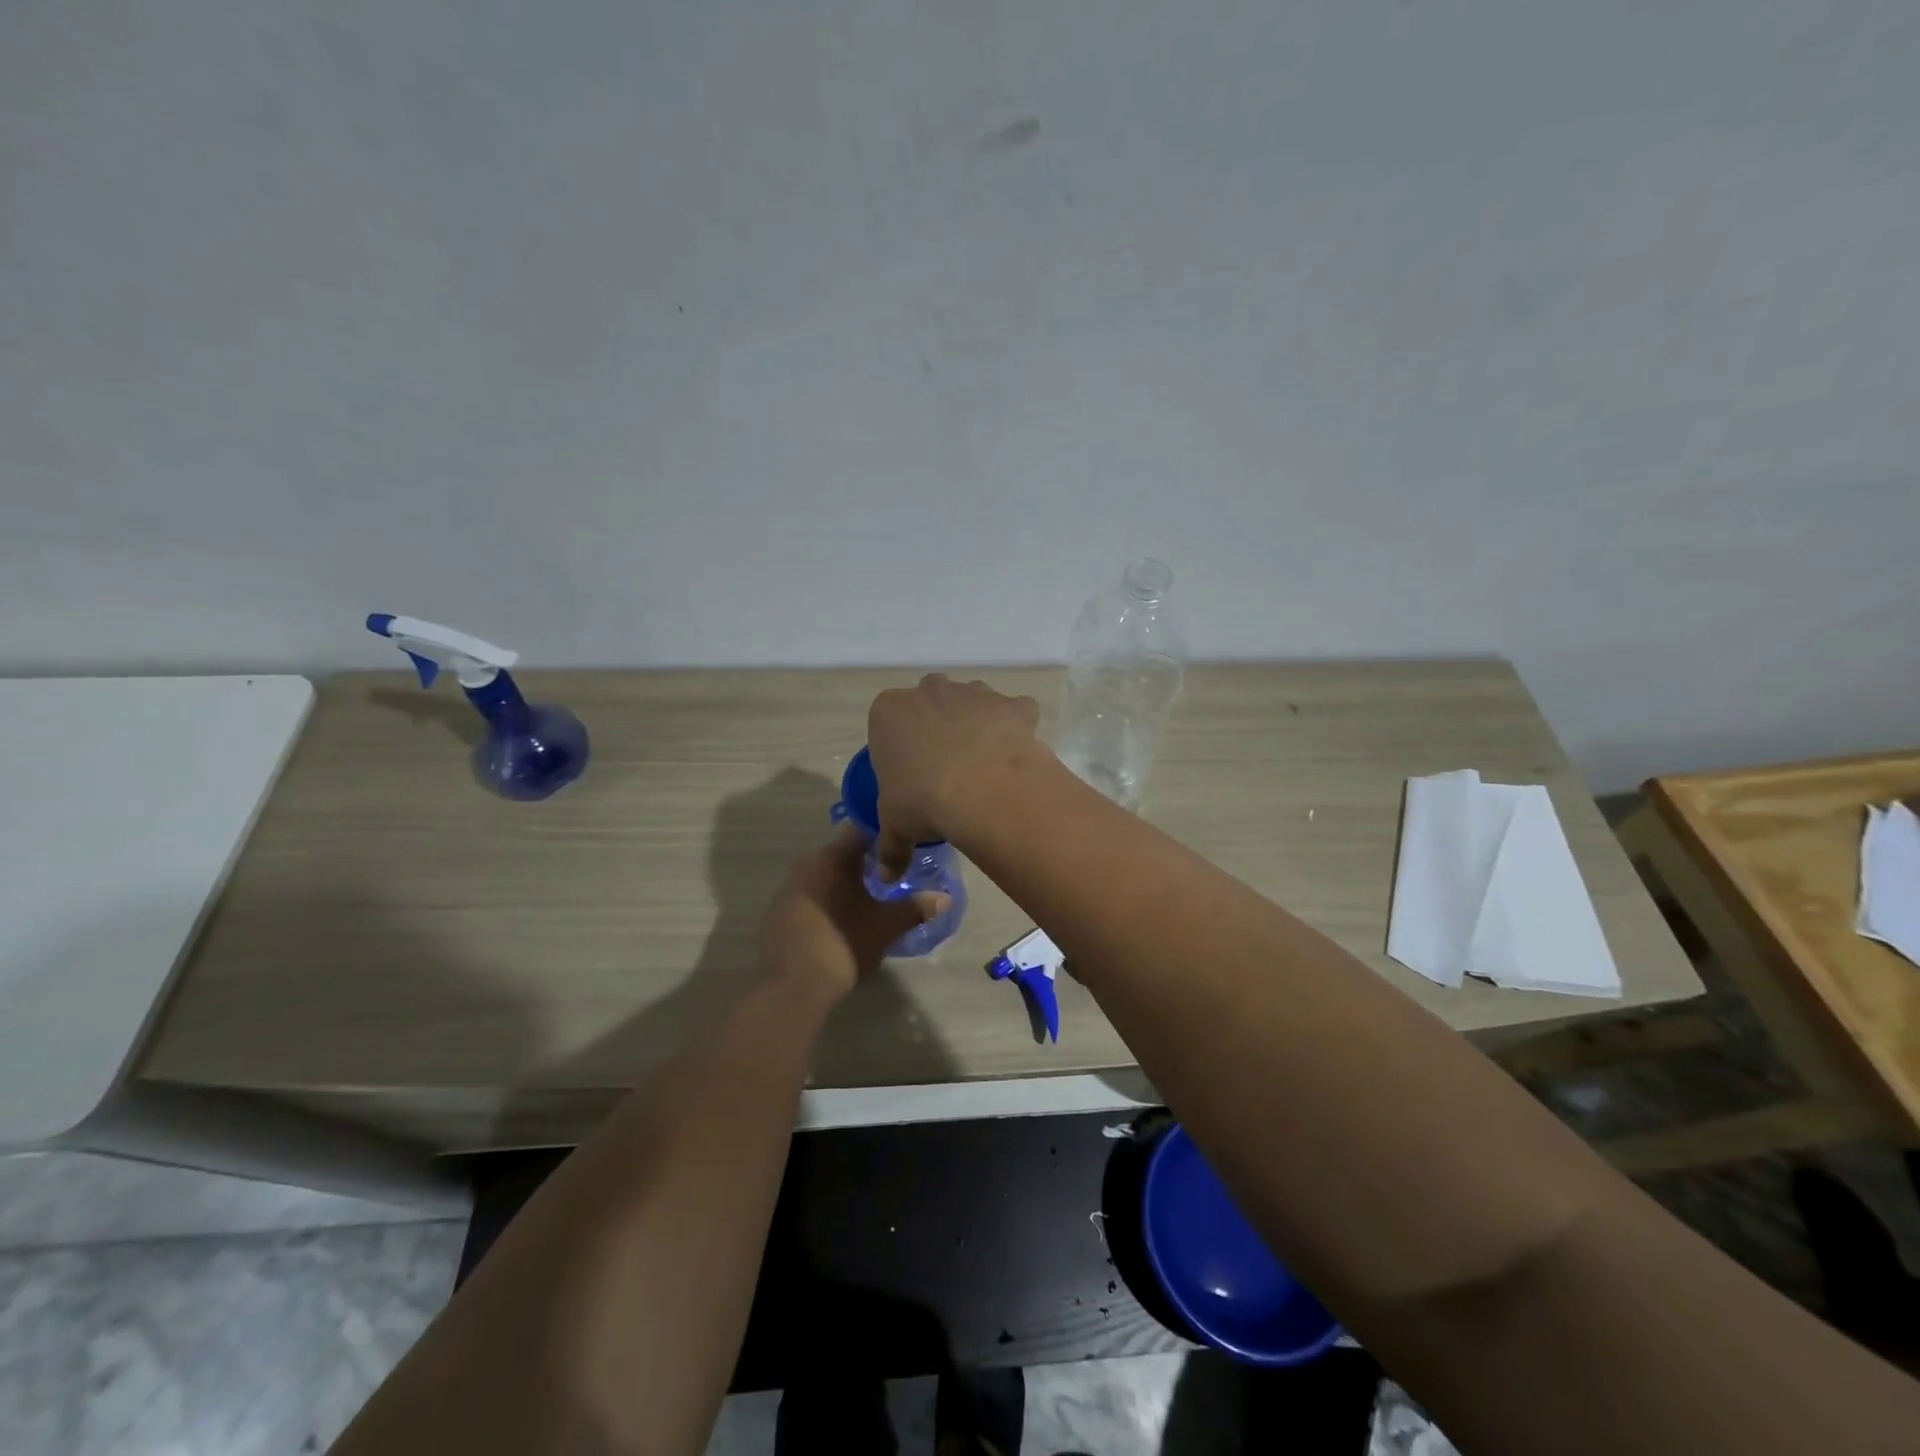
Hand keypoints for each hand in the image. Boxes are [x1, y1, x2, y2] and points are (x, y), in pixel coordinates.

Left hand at [760, 827, 949, 1005]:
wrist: (793, 987)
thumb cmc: (844, 945)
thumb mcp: (886, 927)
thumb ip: (915, 908)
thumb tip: (945, 898)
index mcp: (831, 859)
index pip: (862, 831)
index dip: (885, 835)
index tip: (904, 843)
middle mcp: (806, 865)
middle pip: (842, 854)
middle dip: (866, 861)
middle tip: (893, 872)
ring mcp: (788, 890)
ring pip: (824, 876)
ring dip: (845, 882)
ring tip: (872, 896)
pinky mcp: (778, 914)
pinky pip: (811, 897)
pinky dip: (828, 901)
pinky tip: (843, 918)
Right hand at [867, 674, 1041, 871]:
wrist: (986, 791)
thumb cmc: (924, 801)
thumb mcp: (896, 828)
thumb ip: (889, 848)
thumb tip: (885, 876)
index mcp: (889, 712)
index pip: (886, 723)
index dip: (898, 748)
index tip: (908, 776)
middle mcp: (929, 691)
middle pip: (929, 703)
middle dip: (935, 727)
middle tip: (943, 768)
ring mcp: (974, 692)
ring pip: (972, 701)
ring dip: (975, 724)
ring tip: (981, 764)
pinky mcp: (1012, 704)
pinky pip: (1015, 711)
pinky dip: (1016, 728)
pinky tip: (1014, 756)